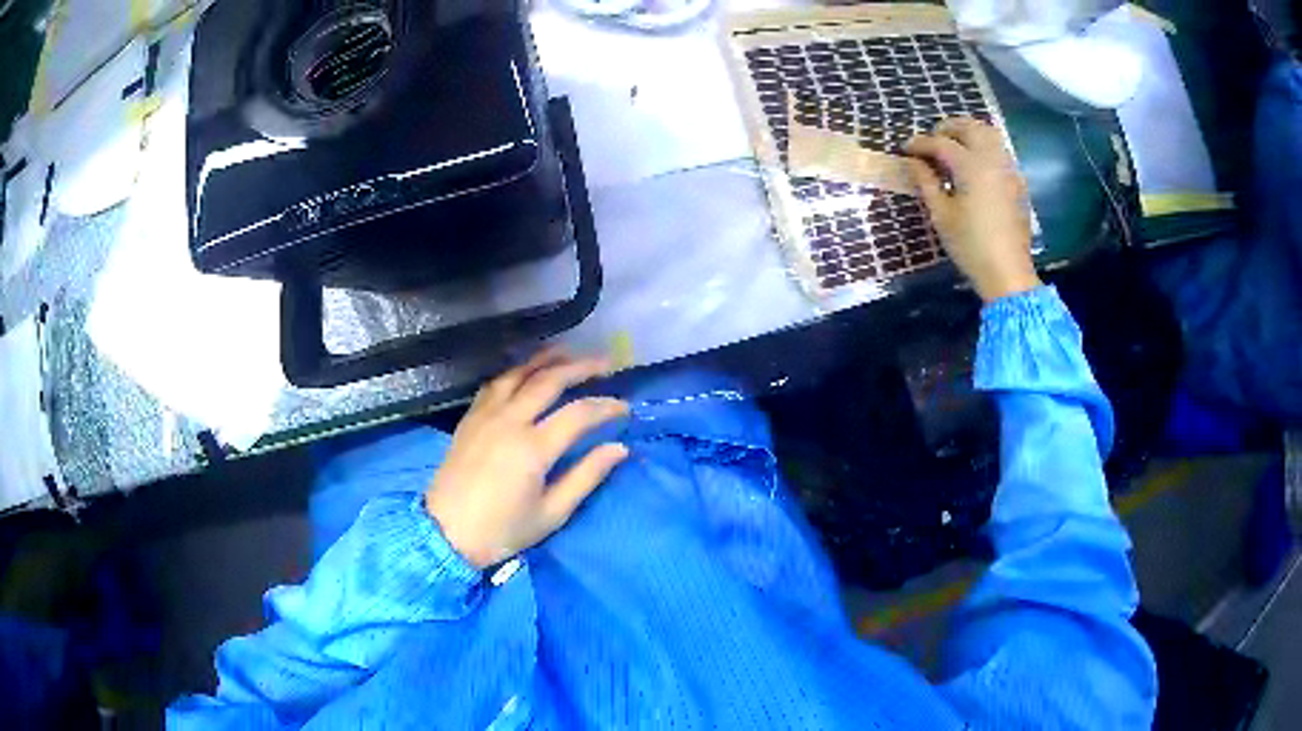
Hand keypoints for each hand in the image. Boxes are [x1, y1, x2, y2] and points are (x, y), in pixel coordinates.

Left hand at [425, 350, 630, 568]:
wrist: (446, 533)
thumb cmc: (503, 530)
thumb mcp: (552, 513)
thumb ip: (586, 476)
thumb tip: (620, 449)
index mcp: (533, 448)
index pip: (579, 413)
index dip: (606, 406)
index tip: (625, 408)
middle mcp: (510, 421)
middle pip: (549, 381)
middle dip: (581, 367)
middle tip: (606, 362)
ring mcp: (486, 416)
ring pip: (519, 374)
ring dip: (546, 359)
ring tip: (568, 352)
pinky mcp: (470, 419)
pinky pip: (494, 384)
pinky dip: (515, 372)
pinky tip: (524, 371)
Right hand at [904, 117, 1040, 302]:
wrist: (1008, 273)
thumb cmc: (970, 245)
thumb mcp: (941, 215)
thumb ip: (926, 181)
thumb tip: (913, 161)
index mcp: (970, 165)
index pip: (940, 143)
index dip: (920, 143)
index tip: (906, 149)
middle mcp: (992, 159)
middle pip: (969, 127)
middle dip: (947, 128)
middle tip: (931, 141)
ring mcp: (1008, 168)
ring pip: (988, 134)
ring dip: (968, 134)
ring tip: (953, 148)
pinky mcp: (1017, 182)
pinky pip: (999, 151)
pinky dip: (983, 148)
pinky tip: (973, 166)